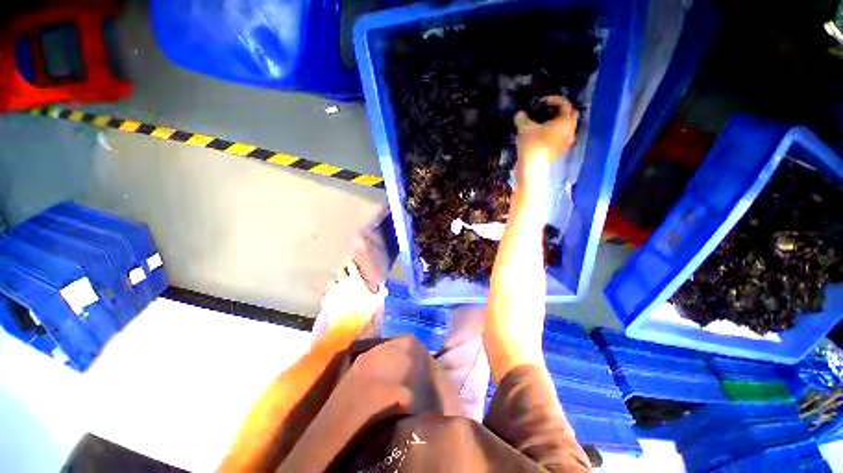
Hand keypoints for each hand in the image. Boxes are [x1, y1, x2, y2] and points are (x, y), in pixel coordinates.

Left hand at [320, 258, 387, 325]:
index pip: (352, 265)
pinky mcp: (326, 300)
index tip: (351, 262)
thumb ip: (382, 292)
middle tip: (344, 272)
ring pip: (331, 282)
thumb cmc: (363, 309)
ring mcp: (333, 291)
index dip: (351, 263)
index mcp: (355, 279)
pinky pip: (326, 297)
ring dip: (334, 284)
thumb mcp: (377, 301)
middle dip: (342, 270)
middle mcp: (343, 282)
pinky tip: (332, 302)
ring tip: (337, 287)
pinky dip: (329, 298)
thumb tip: (385, 288)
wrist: (346, 323)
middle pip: (339, 270)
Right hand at [514, 96, 578, 185]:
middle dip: (555, 112)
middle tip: (542, 111)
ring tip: (538, 124)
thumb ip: (523, 118)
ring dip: (551, 124)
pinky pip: (555, 139)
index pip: (565, 104)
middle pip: (566, 117)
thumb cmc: (532, 145)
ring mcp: (564, 144)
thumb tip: (519, 114)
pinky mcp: (557, 153)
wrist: (532, 169)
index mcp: (566, 122)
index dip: (553, 99)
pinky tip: (537, 136)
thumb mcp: (525, 128)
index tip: (541, 101)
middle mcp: (569, 132)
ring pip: (561, 129)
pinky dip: (548, 135)